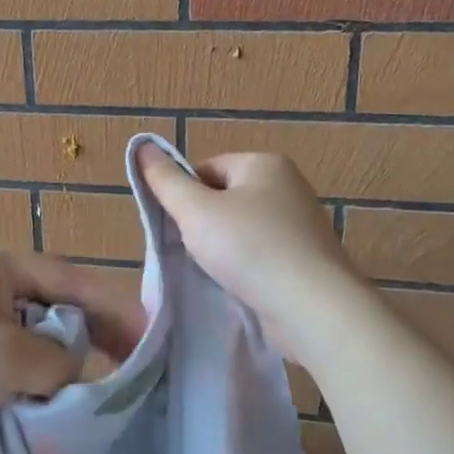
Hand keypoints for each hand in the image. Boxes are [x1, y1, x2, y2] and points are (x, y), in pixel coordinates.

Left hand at [0, 244, 146, 450]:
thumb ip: (58, 361)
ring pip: (35, 337)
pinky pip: (13, 360)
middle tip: (132, 364)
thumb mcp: (11, 357)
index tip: (149, 333)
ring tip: (102, 385)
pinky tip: (57, 397)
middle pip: (56, 307)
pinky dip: (35, 376)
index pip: (71, 280)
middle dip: (92, 335)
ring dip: (63, 361)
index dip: (113, 307)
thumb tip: (74, 373)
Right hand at [135, 145, 358, 363]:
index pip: (207, 169)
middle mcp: (288, 187)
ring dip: (221, 250)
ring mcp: (300, 225)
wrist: (312, 307)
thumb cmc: (250, 249)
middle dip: (202, 225)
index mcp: (264, 164)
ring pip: (241, 231)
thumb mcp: (196, 212)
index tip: (177, 228)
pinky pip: (261, 255)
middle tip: (191, 253)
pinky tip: (237, 286)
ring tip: (214, 273)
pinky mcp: (305, 260)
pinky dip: (245, 268)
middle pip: (224, 199)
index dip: (184, 197)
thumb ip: (166, 181)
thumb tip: (141, 146)